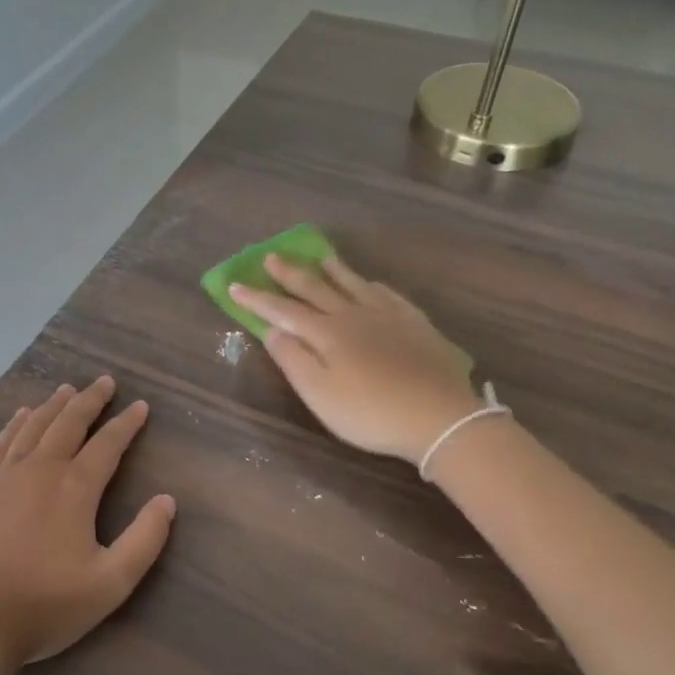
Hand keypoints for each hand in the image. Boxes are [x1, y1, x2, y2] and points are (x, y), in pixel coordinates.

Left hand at [0, 376, 175, 674]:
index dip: (126, 423)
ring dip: (53, 405)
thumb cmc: (44, 606)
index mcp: (74, 489)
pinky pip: (0, 443)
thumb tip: (167, 500)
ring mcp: (3, 476)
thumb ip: (144, 540)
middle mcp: (39, 470)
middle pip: (68, 423)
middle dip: (90, 400)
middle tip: (104, 381)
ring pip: (33, 426)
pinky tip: (20, 415)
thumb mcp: (109, 584)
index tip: (140, 405)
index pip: (107, 444)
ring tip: (67, 389)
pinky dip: (14, 424)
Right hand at [230, 255, 479, 466]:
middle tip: (271, 257)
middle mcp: (353, 315)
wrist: (440, 417)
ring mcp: (387, 316)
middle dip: (290, 274)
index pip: (283, 310)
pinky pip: (388, 294)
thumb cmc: (370, 413)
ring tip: (321, 258)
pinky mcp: (415, 324)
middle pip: (316, 289)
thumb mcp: (320, 394)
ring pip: (353, 284)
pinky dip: (371, 285)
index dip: (257, 299)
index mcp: (326, 333)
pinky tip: (371, 284)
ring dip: (333, 270)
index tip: (234, 285)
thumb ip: (293, 360)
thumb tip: (271, 330)